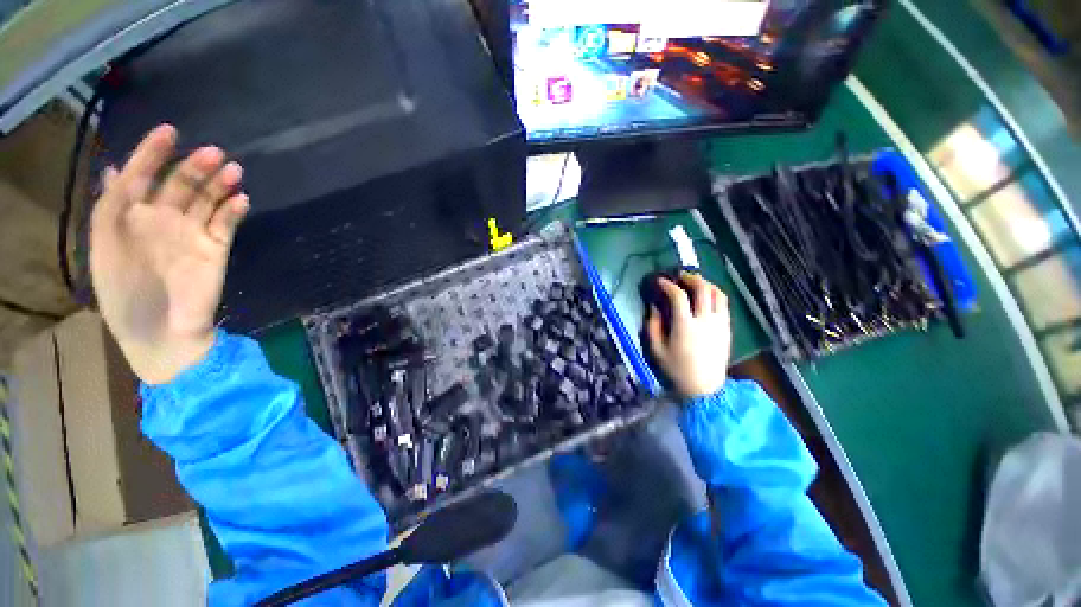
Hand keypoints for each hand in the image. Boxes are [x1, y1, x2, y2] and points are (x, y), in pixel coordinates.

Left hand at [90, 125, 249, 384]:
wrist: (163, 334)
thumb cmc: (125, 296)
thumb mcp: (106, 249)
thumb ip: (112, 209)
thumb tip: (115, 170)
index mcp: (130, 218)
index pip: (141, 176)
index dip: (152, 153)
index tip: (170, 132)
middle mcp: (161, 220)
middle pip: (180, 185)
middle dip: (194, 167)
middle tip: (213, 154)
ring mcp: (191, 235)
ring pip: (207, 201)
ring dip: (219, 184)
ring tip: (232, 170)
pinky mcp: (217, 250)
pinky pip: (226, 224)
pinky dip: (234, 211)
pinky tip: (241, 200)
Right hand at [646, 272, 731, 398]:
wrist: (704, 388)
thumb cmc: (676, 369)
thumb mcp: (656, 349)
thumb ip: (653, 325)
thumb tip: (654, 306)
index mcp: (685, 326)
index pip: (678, 296)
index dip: (668, 285)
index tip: (660, 281)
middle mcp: (705, 321)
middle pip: (702, 289)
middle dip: (690, 278)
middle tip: (679, 275)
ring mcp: (719, 324)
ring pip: (718, 293)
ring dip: (705, 283)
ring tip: (694, 282)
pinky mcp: (727, 328)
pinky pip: (724, 304)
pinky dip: (715, 294)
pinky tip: (706, 295)